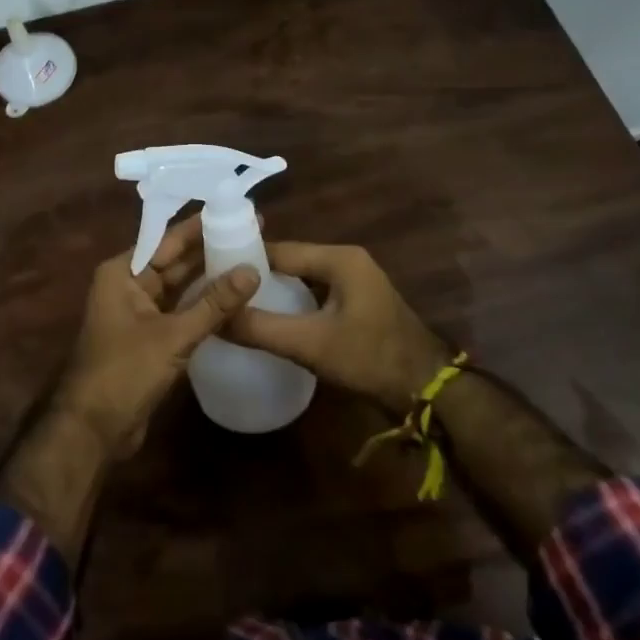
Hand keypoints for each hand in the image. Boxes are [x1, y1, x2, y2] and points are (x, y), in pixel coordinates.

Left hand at [54, 215, 260, 456]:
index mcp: (123, 273)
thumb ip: (214, 304)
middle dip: (210, 248)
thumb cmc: (124, 372)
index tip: (235, 210)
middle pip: (174, 260)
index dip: (201, 225)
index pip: (167, 239)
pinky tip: (234, 298)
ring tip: (250, 259)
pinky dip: (203, 304)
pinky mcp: (150, 338)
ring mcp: (139, 313)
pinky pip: (180, 310)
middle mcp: (129, 285)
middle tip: (252, 234)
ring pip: (180, 287)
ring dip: (209, 277)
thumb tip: (252, 270)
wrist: (92, 430)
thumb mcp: (173, 335)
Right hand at [225, 242, 451, 411]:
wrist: (427, 389)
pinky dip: (293, 303)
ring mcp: (355, 281)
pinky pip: (315, 293)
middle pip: (290, 262)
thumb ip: (261, 329)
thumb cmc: (370, 358)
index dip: (245, 260)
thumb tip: (214, 319)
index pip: (279, 250)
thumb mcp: (310, 344)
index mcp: (339, 258)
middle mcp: (347, 260)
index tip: (211, 274)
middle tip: (219, 293)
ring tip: (237, 306)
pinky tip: (271, 320)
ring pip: (302, 279)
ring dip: (274, 291)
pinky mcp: (357, 303)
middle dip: (257, 276)